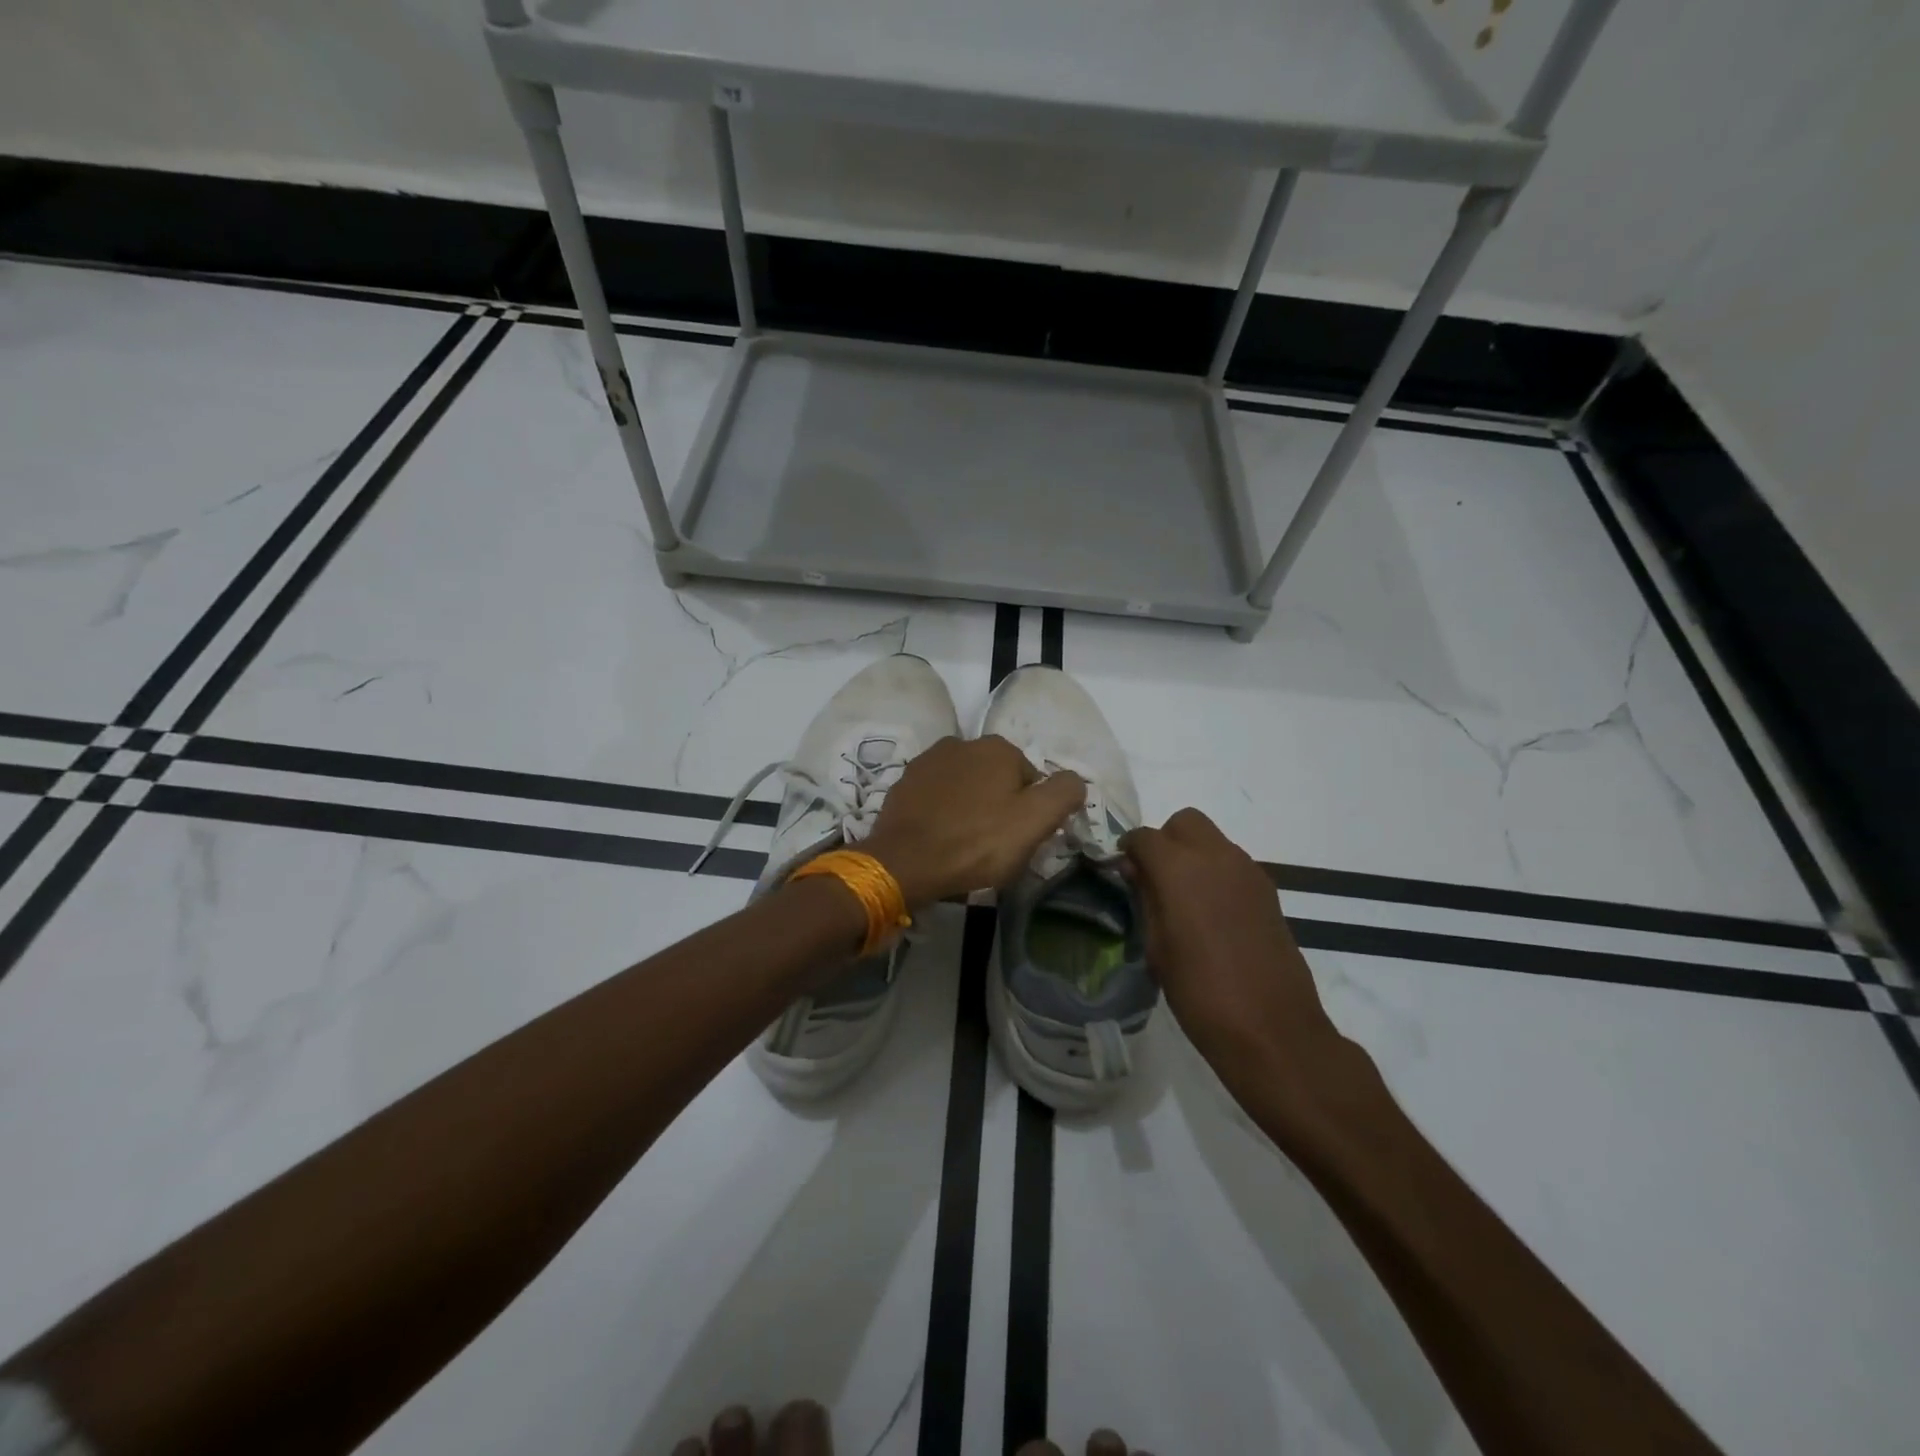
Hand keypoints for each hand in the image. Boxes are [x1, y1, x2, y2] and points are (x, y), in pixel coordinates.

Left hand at [862, 735, 1084, 907]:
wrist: (904, 861)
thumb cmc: (976, 842)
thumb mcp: (1035, 821)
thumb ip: (1064, 793)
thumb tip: (1075, 780)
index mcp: (998, 748)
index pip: (1031, 780)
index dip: (1031, 812)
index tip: (1019, 839)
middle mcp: (963, 743)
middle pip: (997, 780)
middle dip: (999, 806)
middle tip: (994, 845)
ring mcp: (928, 761)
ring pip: (966, 786)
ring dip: (970, 807)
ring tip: (964, 843)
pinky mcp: (904, 782)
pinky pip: (936, 796)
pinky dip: (942, 811)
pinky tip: (939, 836)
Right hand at [1121, 808, 1351, 1089]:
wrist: (1272, 1029)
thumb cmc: (1200, 992)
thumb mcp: (1156, 948)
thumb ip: (1145, 898)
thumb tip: (1136, 870)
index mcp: (1181, 869)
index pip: (1145, 836)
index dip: (1129, 849)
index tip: (1123, 870)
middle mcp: (1217, 857)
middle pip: (1185, 822)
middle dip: (1165, 840)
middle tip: (1155, 877)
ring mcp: (1248, 872)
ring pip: (1212, 839)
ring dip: (1192, 855)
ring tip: (1182, 898)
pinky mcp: (1268, 891)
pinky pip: (1233, 863)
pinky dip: (1215, 872)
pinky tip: (1211, 913)